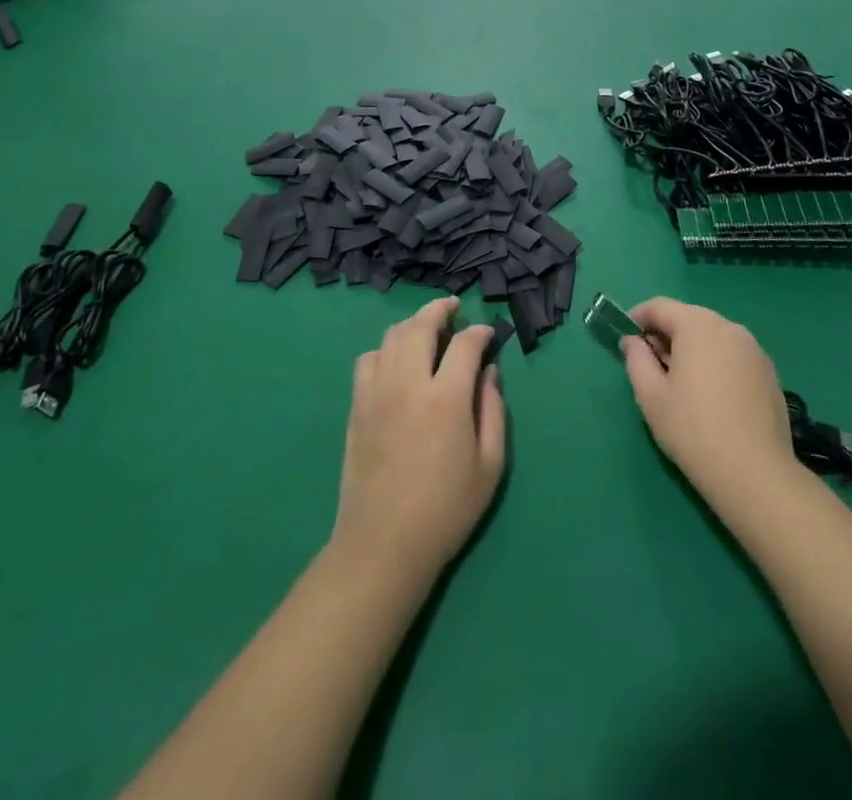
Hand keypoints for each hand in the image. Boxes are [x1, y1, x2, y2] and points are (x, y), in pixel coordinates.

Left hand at [331, 297, 505, 579]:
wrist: (384, 544)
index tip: (488, 334)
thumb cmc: (446, 509)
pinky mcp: (357, 406)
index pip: (465, 344)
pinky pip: (368, 360)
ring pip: (391, 336)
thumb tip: (489, 372)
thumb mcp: (490, 465)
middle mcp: (409, 384)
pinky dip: (386, 350)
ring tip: (426, 330)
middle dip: (440, 308)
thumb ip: (494, 411)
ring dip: (412, 325)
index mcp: (446, 398)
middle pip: (421, 325)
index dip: (480, 332)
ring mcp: (377, 392)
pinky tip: (396, 362)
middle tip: (453, 307)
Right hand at [622, 298, 801, 510]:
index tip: (626, 340)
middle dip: (665, 334)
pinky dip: (715, 362)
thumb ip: (636, 359)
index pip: (659, 306)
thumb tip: (633, 342)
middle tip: (650, 365)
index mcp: (697, 325)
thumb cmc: (693, 429)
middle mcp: (728, 327)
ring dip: (691, 348)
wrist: (754, 473)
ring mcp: (754, 348)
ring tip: (680, 383)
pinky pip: (732, 354)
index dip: (637, 318)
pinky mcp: (769, 371)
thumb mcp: (651, 396)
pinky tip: (711, 396)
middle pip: (688, 318)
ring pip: (712, 336)